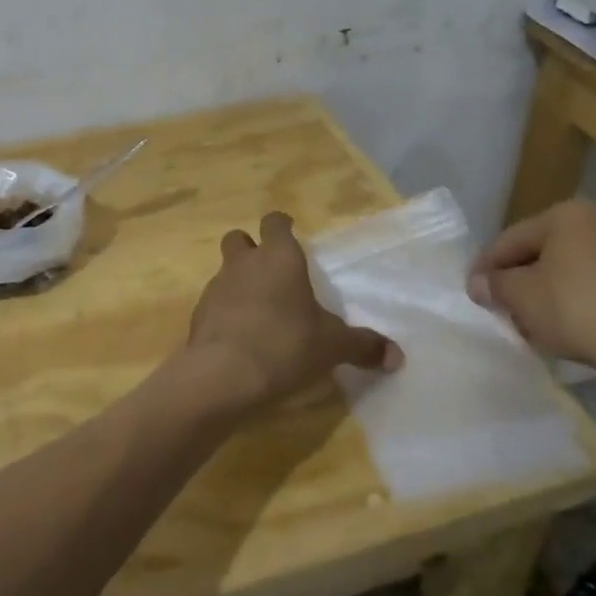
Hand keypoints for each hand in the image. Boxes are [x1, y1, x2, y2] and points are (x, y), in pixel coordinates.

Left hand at [184, 212, 399, 413]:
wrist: (224, 374)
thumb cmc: (285, 345)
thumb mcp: (332, 346)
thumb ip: (363, 346)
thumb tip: (397, 357)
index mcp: (279, 257)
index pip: (275, 222)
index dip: (281, 225)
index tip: (289, 230)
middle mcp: (244, 263)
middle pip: (239, 238)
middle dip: (251, 248)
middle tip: (269, 270)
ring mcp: (217, 286)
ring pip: (225, 270)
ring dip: (238, 281)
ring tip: (258, 309)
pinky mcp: (199, 313)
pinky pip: (214, 302)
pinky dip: (225, 311)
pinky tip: (240, 335)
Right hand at [466, 199, 595, 375]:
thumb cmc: (575, 308)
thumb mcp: (519, 296)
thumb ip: (494, 285)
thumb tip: (479, 284)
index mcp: (569, 214)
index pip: (513, 238)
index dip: (487, 265)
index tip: (472, 289)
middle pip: (546, 251)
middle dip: (522, 278)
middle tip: (502, 305)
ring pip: (576, 270)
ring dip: (552, 291)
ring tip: (535, 321)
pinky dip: (583, 302)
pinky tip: (572, 328)